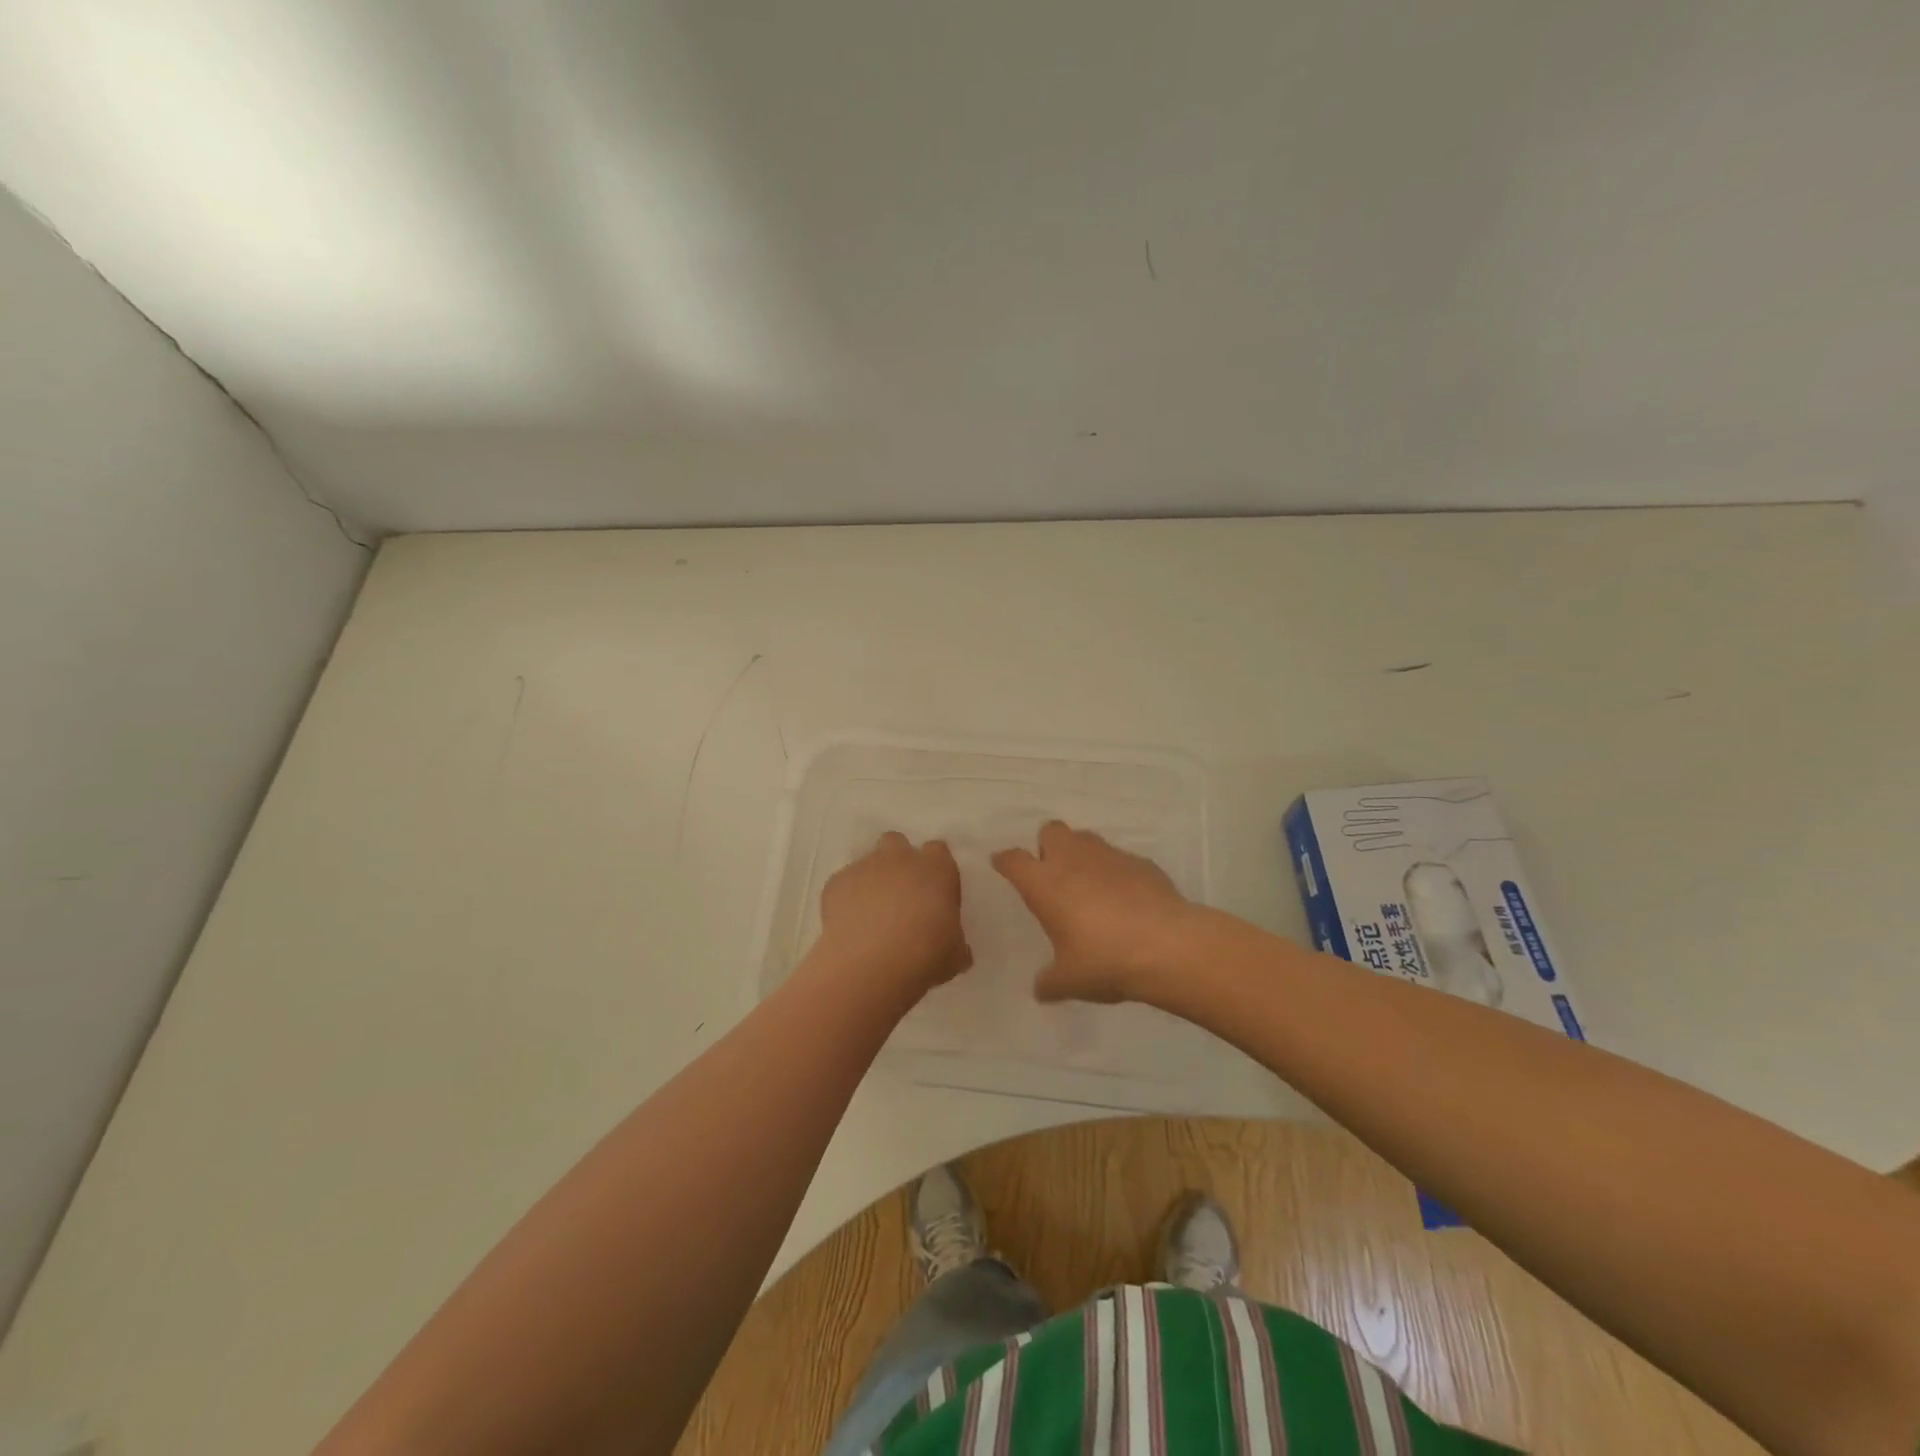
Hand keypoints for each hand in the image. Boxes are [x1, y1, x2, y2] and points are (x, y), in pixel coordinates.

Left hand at [814, 831, 971, 997]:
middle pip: (898, 842)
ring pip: (868, 863)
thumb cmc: (926, 954)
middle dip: (898, 861)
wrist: (871, 963)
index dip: (935, 869)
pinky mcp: (836, 882)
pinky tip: (849, 925)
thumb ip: (956, 942)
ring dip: (872, 880)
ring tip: (871, 915)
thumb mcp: (954, 954)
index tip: (934, 893)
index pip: (938, 851)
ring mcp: (865, 866)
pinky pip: (843, 884)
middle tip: (901, 895)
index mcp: (936, 868)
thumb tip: (957, 948)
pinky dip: (846, 899)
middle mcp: (900, 858)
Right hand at [992, 821, 1196, 1004]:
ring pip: (1086, 839)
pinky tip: (1126, 899)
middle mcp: (1073, 859)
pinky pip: (1120, 859)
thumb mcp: (1070, 981)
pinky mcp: (1141, 862)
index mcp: (1045, 883)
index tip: (1002, 864)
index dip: (1005, 861)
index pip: (1014, 860)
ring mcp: (1110, 856)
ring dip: (1082, 855)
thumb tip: (1040, 989)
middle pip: (1051, 830)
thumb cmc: (1105, 960)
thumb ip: (1049, 982)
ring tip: (1089, 885)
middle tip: (1053, 874)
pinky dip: (1116, 873)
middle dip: (1047, 845)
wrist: (1168, 946)